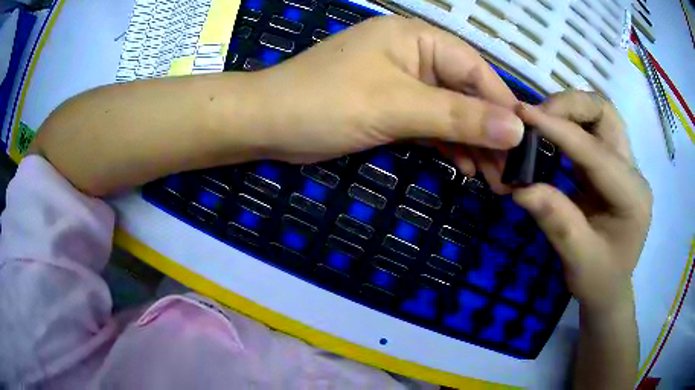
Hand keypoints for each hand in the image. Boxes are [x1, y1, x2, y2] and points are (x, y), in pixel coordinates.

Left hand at [242, 15, 521, 190]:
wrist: (267, 124)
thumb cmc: (326, 103)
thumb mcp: (397, 106)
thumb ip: (458, 116)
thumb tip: (515, 130)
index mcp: (417, 39)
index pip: (475, 70)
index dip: (503, 106)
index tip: (525, 143)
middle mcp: (414, 55)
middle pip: (466, 92)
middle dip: (489, 131)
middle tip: (510, 172)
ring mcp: (403, 82)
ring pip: (450, 111)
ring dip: (472, 143)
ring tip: (493, 178)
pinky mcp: (391, 107)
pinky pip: (430, 123)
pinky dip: (448, 144)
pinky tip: (465, 165)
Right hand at [513, 91, 651, 314]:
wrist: (610, 288)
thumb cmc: (599, 280)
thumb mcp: (578, 261)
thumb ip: (557, 222)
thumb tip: (520, 188)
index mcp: (633, 197)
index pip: (596, 153)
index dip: (560, 131)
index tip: (523, 115)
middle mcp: (633, 171)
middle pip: (606, 113)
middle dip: (571, 106)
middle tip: (536, 115)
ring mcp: (624, 165)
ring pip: (599, 114)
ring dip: (570, 109)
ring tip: (541, 120)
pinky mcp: (611, 165)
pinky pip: (591, 129)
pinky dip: (569, 123)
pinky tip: (550, 133)